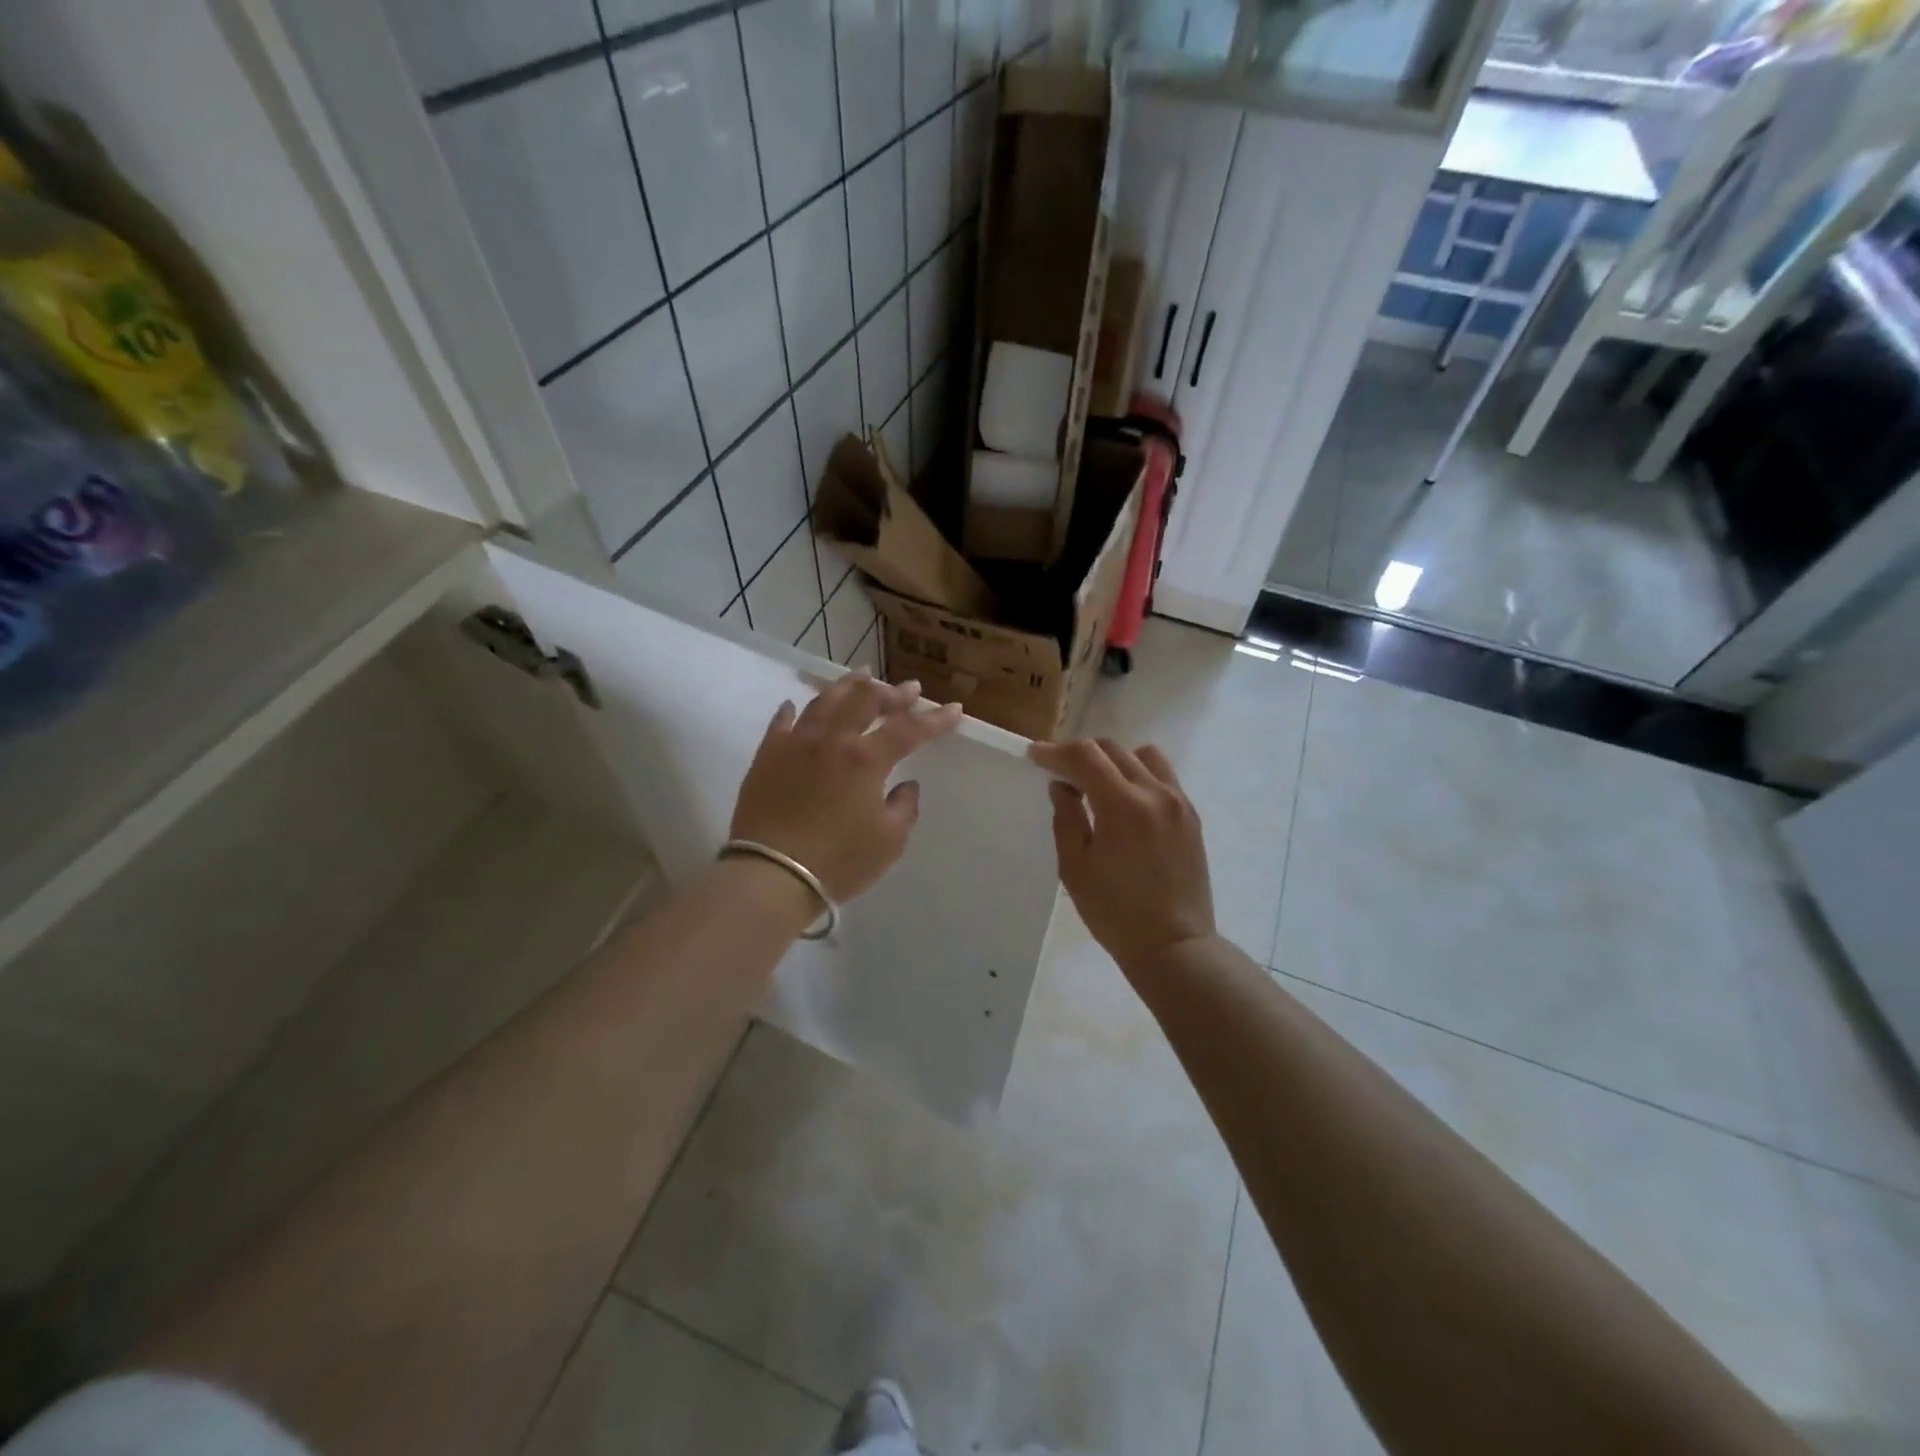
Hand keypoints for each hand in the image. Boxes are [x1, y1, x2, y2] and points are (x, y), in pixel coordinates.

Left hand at [731, 672, 963, 903]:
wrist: (772, 874)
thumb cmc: (839, 861)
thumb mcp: (889, 842)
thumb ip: (904, 808)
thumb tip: (905, 785)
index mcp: (866, 759)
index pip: (909, 730)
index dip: (935, 719)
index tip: (955, 709)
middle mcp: (832, 740)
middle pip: (865, 700)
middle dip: (892, 692)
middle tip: (908, 689)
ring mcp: (796, 743)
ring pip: (825, 701)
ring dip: (848, 685)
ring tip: (861, 676)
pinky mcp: (767, 756)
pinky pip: (782, 722)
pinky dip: (794, 709)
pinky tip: (797, 704)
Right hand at [1028, 738, 1216, 971]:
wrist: (1174, 945)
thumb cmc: (1115, 912)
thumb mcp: (1075, 867)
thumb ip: (1066, 817)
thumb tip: (1062, 786)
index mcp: (1123, 805)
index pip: (1085, 756)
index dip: (1055, 752)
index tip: (1034, 756)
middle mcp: (1155, 792)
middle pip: (1112, 749)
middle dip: (1080, 754)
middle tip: (1059, 773)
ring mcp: (1178, 801)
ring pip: (1142, 755)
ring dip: (1113, 760)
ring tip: (1096, 784)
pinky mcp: (1191, 815)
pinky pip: (1162, 776)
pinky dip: (1138, 775)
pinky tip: (1125, 801)